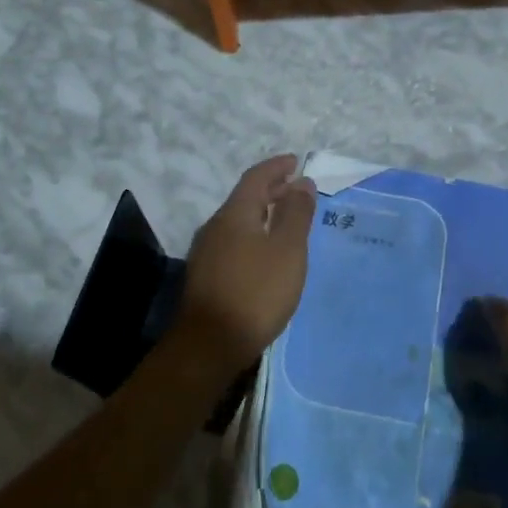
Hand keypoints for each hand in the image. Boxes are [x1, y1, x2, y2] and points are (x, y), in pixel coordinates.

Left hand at [176, 155, 317, 374]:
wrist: (209, 345)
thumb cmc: (255, 291)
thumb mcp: (287, 250)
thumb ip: (296, 213)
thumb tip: (302, 182)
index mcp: (234, 213)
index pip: (256, 177)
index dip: (277, 167)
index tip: (296, 162)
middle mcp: (215, 225)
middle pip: (245, 197)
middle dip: (271, 190)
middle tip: (296, 190)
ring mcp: (206, 251)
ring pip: (238, 221)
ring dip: (262, 213)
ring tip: (285, 220)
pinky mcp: (206, 276)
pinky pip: (233, 241)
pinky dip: (253, 235)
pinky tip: (266, 252)